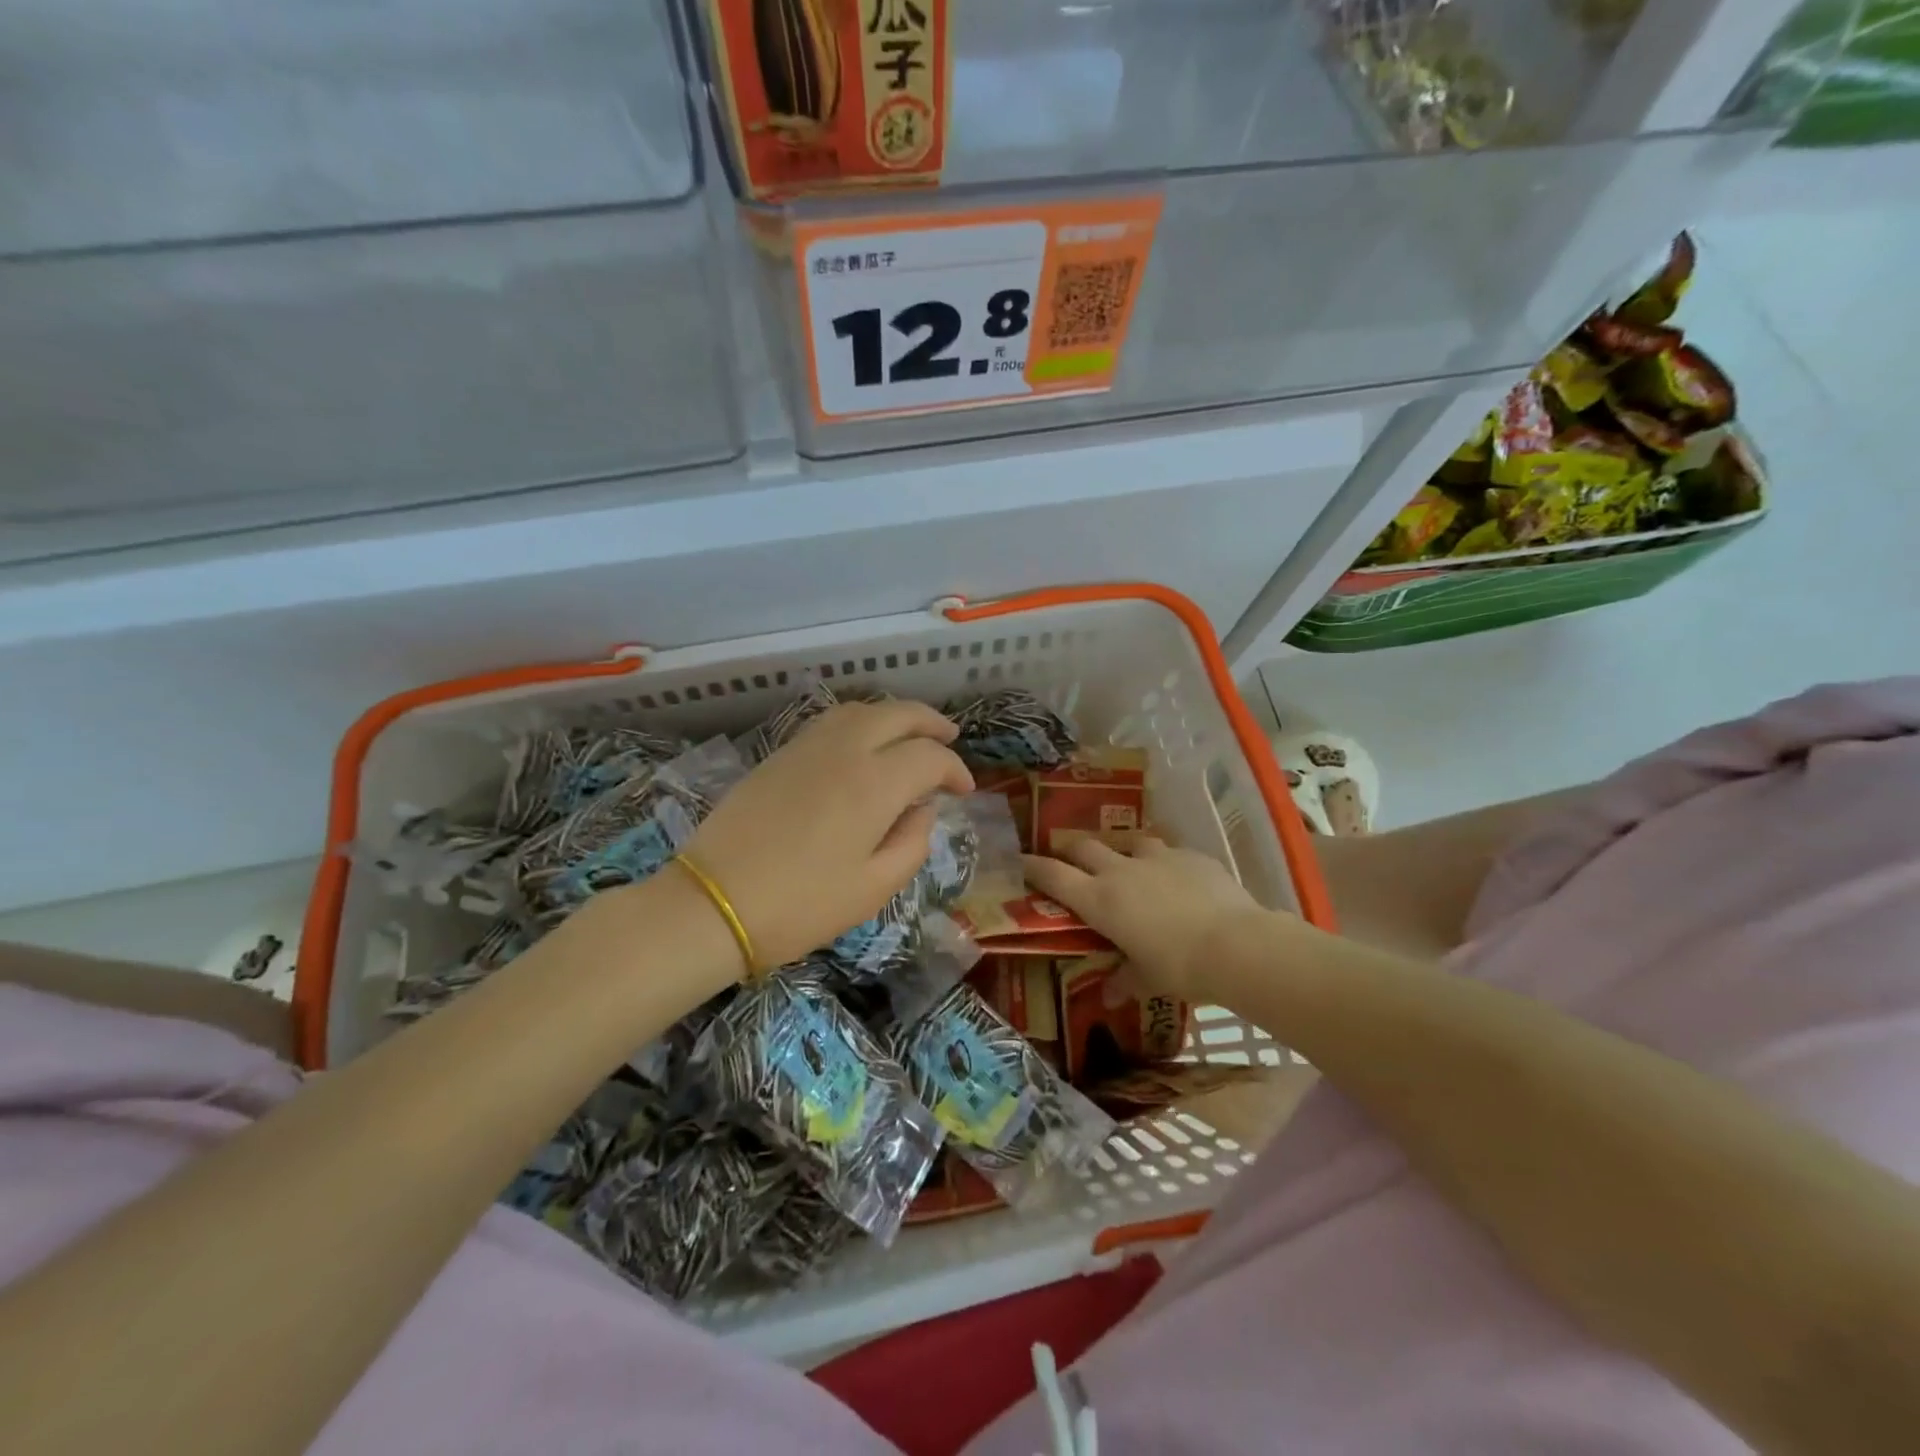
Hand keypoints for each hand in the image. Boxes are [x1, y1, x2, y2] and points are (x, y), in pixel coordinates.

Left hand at [683, 701, 973, 971]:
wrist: (712, 903)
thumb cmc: (801, 905)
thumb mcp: (873, 888)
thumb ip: (912, 843)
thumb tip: (923, 809)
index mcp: (874, 783)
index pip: (929, 756)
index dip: (955, 769)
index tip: (964, 791)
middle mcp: (845, 750)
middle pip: (898, 714)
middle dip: (931, 723)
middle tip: (951, 737)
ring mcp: (807, 746)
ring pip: (862, 710)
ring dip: (895, 715)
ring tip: (910, 735)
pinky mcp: (779, 754)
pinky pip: (831, 721)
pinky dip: (860, 721)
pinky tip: (863, 744)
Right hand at [1023, 837, 1263, 1002]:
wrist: (1236, 945)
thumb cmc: (1180, 967)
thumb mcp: (1148, 979)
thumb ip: (1125, 980)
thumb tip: (1110, 995)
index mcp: (1100, 900)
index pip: (1054, 876)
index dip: (1033, 867)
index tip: (1020, 861)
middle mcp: (1121, 871)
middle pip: (1084, 848)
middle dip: (1073, 852)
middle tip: (1071, 861)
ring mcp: (1158, 858)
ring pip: (1129, 842)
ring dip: (1123, 852)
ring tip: (1130, 866)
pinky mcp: (1191, 855)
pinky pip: (1170, 852)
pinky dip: (1165, 863)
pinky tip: (1178, 878)